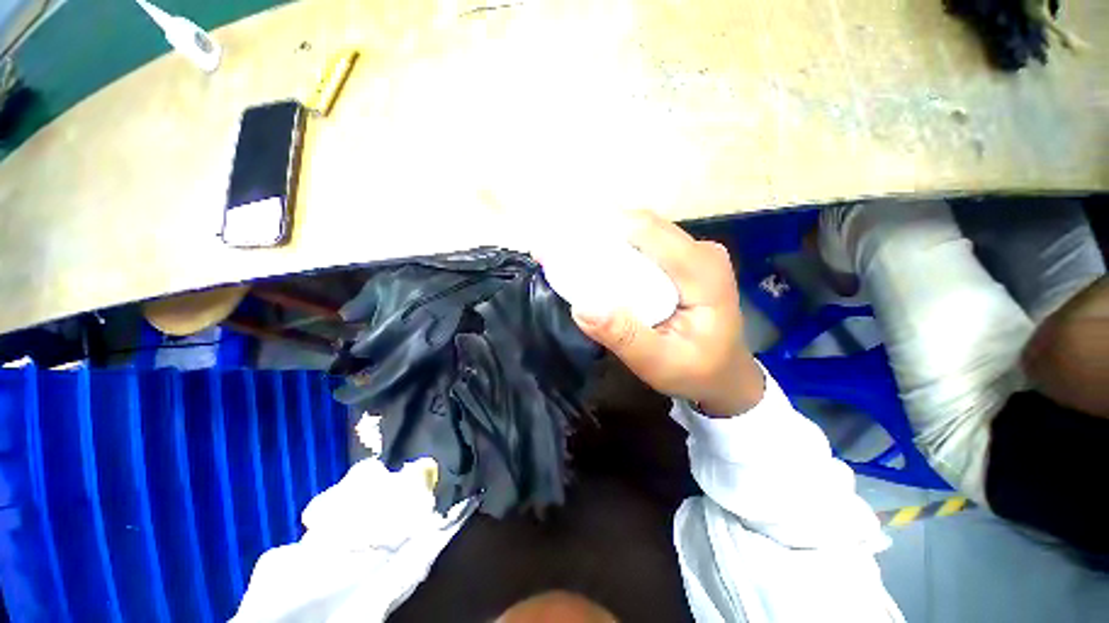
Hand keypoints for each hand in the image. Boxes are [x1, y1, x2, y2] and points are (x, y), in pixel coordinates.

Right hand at [572, 211, 763, 415]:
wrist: (726, 374)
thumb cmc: (697, 371)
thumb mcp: (660, 364)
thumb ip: (624, 337)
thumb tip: (581, 307)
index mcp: (703, 272)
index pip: (648, 232)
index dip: (604, 229)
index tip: (565, 240)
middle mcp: (701, 251)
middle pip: (643, 227)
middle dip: (600, 232)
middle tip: (562, 247)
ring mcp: (694, 252)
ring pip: (642, 232)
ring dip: (608, 239)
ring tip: (574, 253)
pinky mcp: (683, 259)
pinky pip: (646, 244)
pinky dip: (619, 249)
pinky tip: (599, 261)